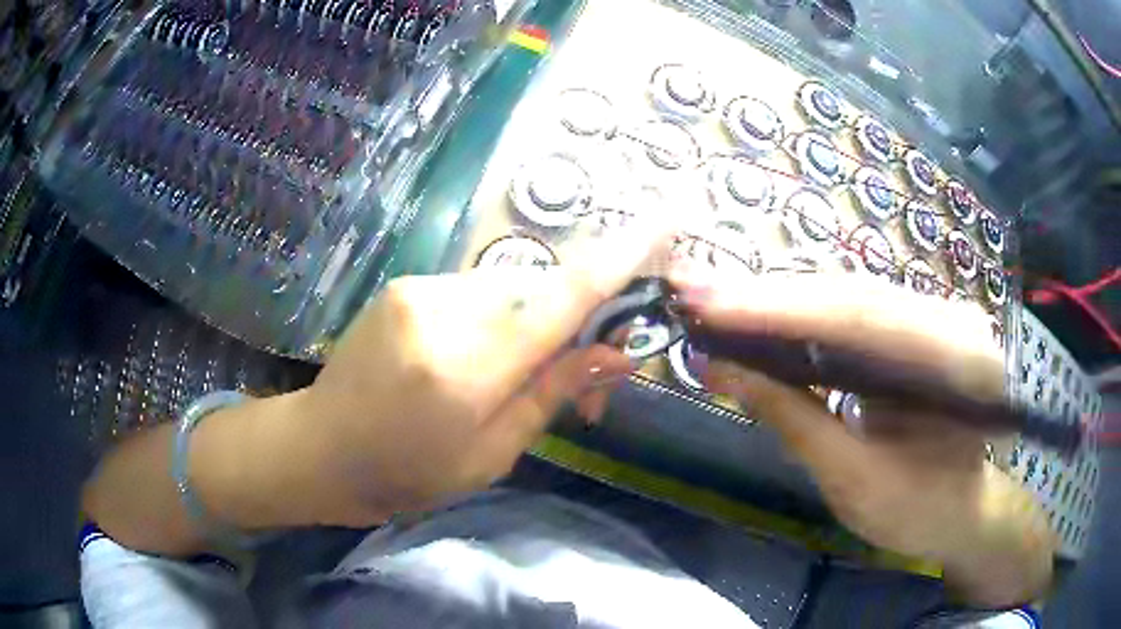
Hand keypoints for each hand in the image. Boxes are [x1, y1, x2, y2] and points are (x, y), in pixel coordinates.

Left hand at [301, 221, 671, 524]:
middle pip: (541, 291)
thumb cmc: (406, 473)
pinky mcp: (404, 286)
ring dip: (530, 324)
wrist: (320, 449)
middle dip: (573, 323)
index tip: (666, 218)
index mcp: (470, 368)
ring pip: (508, 291)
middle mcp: (445, 311)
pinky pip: (474, 293)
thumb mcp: (491, 455)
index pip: (564, 299)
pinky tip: (473, 357)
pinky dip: (493, 319)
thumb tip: (618, 354)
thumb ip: (553, 394)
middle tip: (587, 370)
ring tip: (516, 373)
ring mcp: (419, 290)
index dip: (622, 256)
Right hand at [673, 269, 1054, 606]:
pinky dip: (799, 318)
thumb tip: (717, 369)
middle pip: (849, 294)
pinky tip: (757, 319)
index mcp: (957, 361)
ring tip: (713, 304)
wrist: (959, 512)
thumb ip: (792, 418)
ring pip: (845, 297)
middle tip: (694, 295)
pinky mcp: (912, 327)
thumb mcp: (854, 480)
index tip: (705, 304)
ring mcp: (932, 316)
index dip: (778, 309)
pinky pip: (850, 314)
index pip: (859, 318)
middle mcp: (950, 318)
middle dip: (767, 297)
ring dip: (778, 302)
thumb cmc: (917, 510)